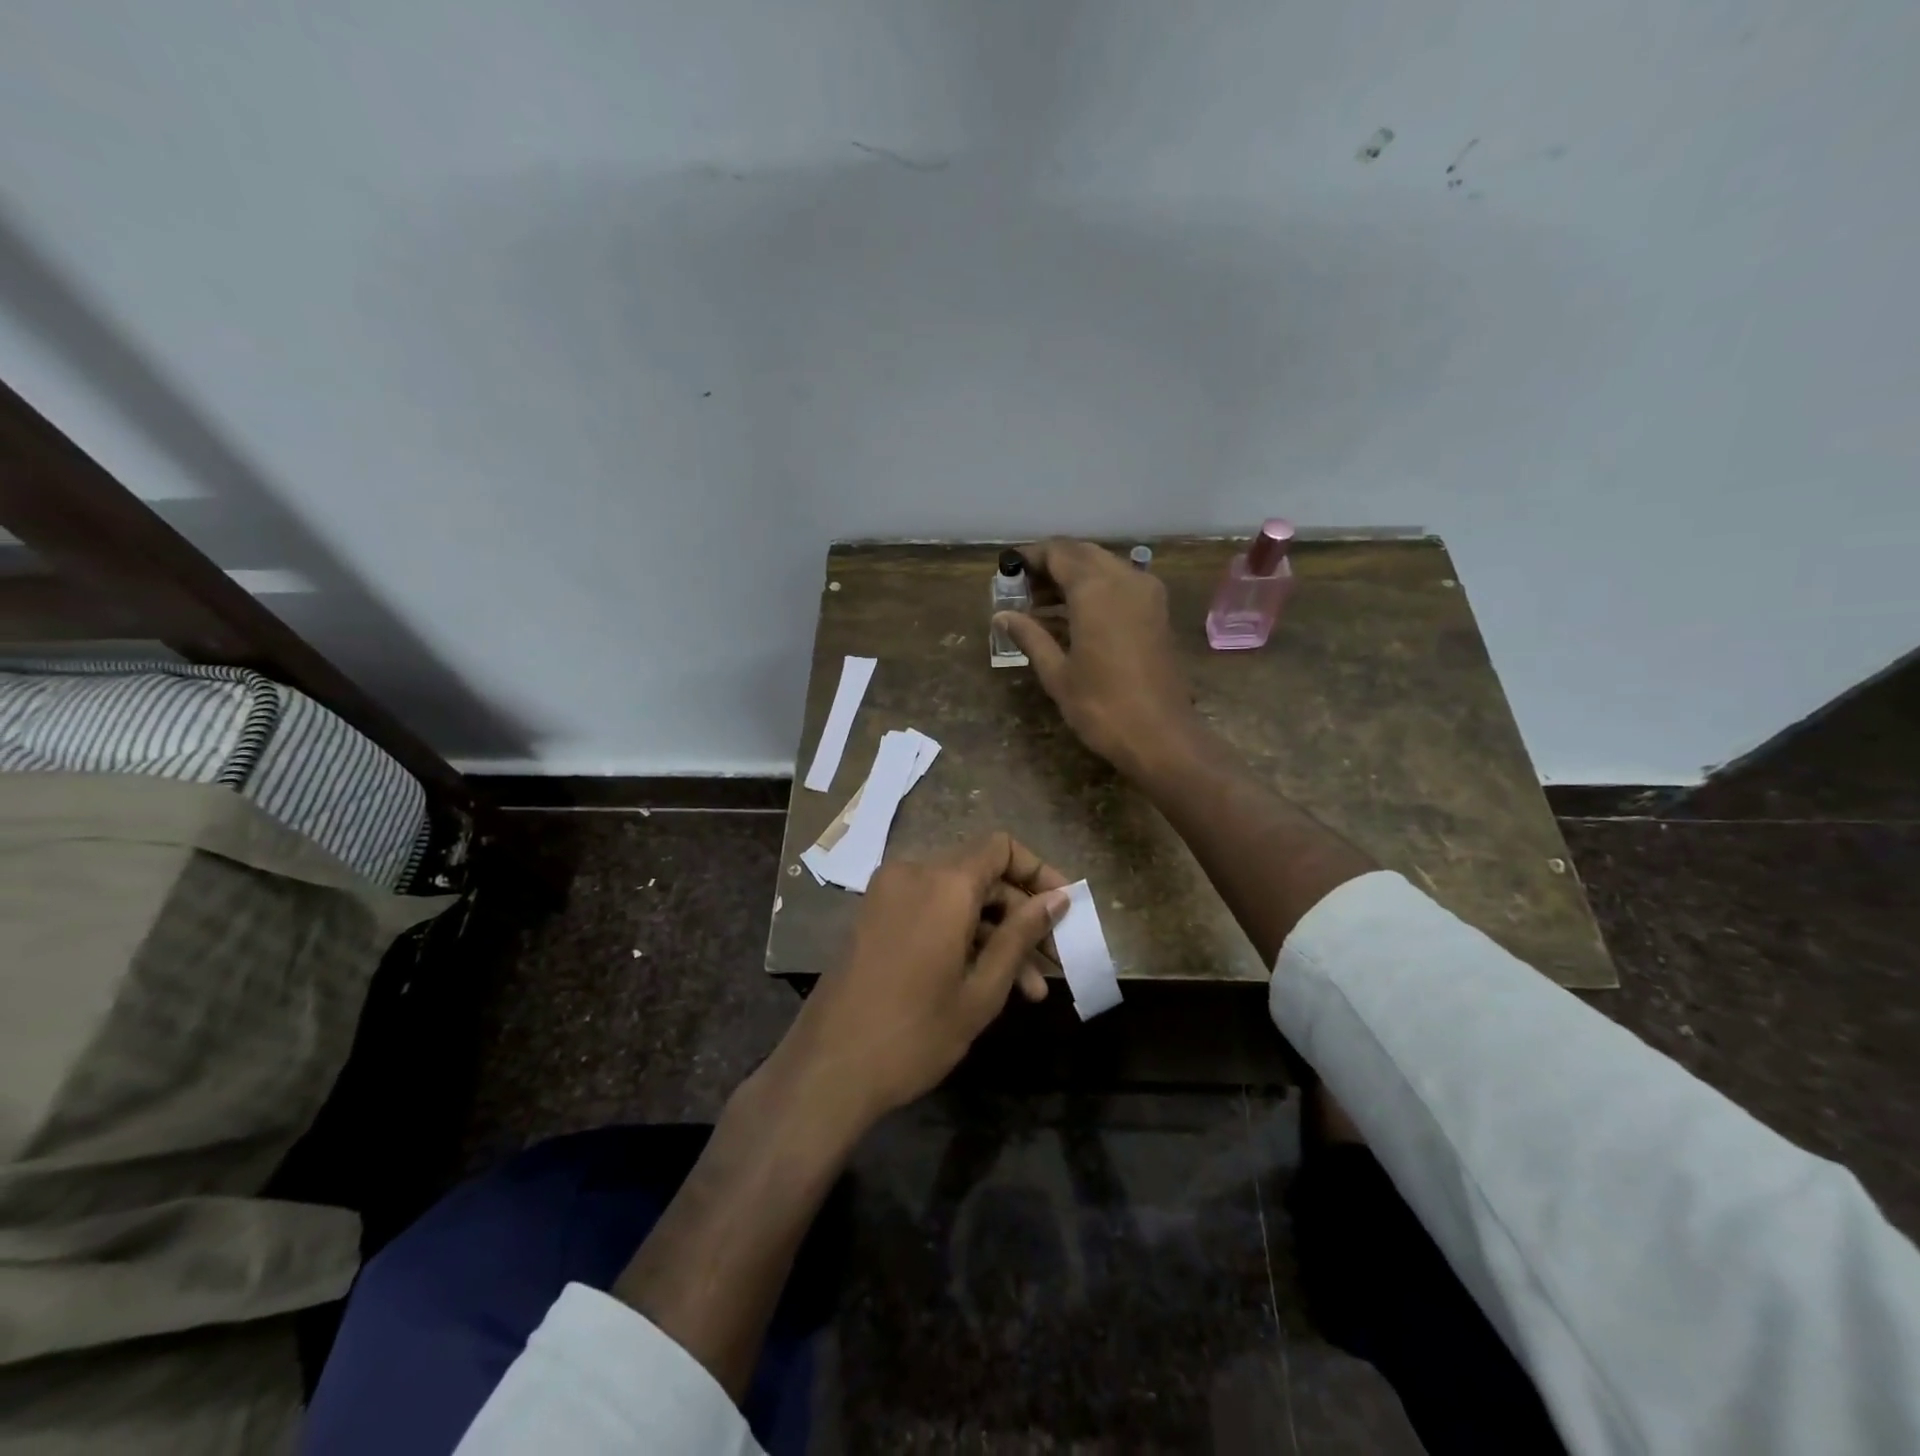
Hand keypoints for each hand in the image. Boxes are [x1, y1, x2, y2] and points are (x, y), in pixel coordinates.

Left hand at [770, 833, 1069, 1134]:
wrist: (827, 1069)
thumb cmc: (915, 1033)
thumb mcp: (982, 990)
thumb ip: (1021, 935)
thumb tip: (1057, 898)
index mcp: (944, 883)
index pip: (1002, 848)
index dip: (1039, 872)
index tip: (1064, 909)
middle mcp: (913, 873)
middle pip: (982, 876)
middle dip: (1021, 917)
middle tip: (1052, 964)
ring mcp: (887, 894)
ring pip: (957, 899)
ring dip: (993, 935)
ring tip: (1028, 991)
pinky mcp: (874, 916)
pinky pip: (929, 911)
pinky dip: (959, 936)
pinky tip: (984, 981)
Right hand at [998, 539, 1202, 776]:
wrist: (1161, 736)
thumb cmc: (1101, 707)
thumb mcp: (1057, 673)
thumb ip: (1030, 636)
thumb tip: (1002, 616)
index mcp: (1096, 589)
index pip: (1058, 552)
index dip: (1030, 557)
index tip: (1007, 569)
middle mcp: (1125, 579)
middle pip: (1082, 554)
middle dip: (1052, 565)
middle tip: (1023, 589)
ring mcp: (1147, 594)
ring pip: (1104, 567)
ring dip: (1073, 577)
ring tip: (1041, 605)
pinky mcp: (1157, 612)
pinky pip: (1121, 584)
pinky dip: (1095, 590)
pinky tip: (1073, 616)